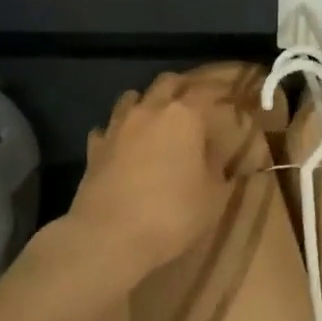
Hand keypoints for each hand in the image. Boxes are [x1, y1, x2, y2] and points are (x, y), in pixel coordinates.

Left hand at [69, 77, 227, 281]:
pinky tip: (122, 146)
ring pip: (131, 98)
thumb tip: (216, 154)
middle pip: (166, 83)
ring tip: (155, 119)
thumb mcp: (213, 196)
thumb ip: (218, 168)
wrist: (110, 236)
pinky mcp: (94, 149)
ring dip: (145, 102)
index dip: (218, 92)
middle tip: (193, 101)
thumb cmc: (173, 214)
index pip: (206, 92)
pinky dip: (117, 132)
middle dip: (181, 87)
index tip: (227, 98)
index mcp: (185, 117)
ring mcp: (117, 128)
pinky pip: (106, 129)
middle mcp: (149, 112)